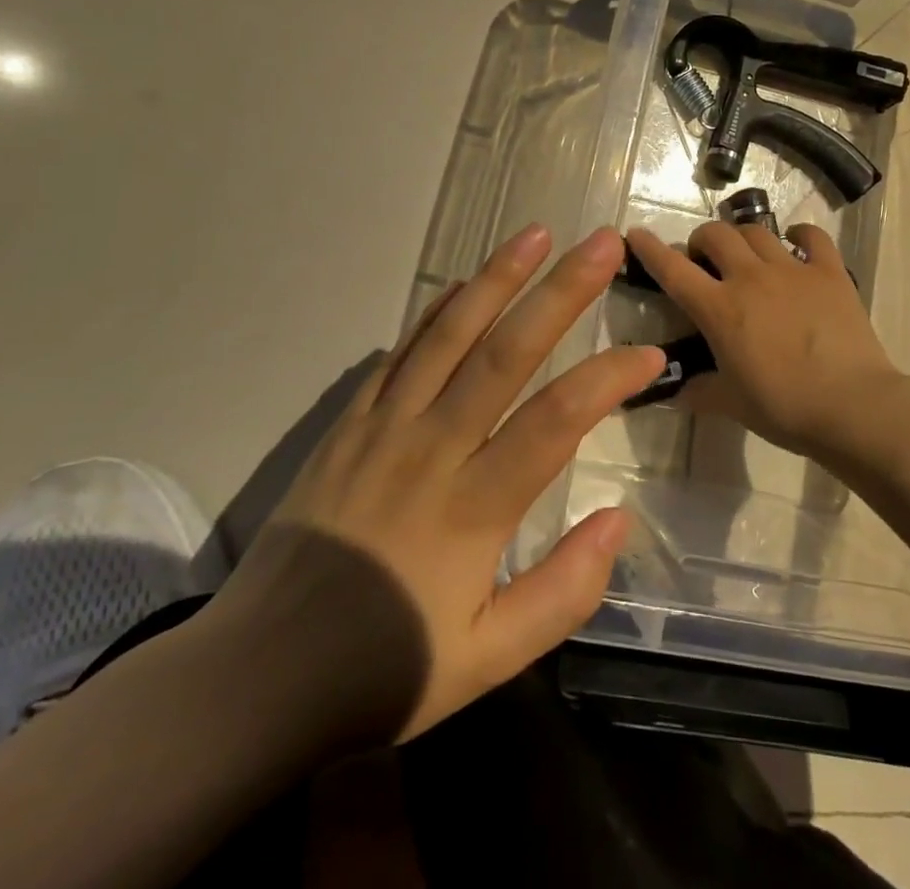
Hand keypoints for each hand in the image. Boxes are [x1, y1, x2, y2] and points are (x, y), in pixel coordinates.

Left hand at [215, 224, 661, 742]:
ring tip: (537, 233)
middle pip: (507, 353)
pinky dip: (437, 313)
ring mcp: (385, 427)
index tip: (651, 355)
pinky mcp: (350, 423)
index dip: (610, 378)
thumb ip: (563, 592)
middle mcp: (432, 449)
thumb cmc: (384, 667)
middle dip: (562, 292)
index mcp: (473, 508)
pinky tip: (465, 285)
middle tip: (604, 243)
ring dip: (498, 279)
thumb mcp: (487, 660)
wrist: (258, 675)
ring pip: (451, 336)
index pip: (558, 420)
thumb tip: (619, 519)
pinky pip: (400, 353)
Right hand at [626, 221, 902, 457]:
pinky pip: (812, 237)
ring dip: (742, 237)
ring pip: (756, 231)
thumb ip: (700, 391)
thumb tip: (675, 393)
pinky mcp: (829, 272)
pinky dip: (799, 234)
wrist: (853, 406)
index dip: (650, 249)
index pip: (673, 270)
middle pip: (716, 235)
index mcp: (720, 309)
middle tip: (704, 260)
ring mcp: (792, 270)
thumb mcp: (732, 403)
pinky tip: (795, 242)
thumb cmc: (785, 408)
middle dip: (702, 240)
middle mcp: (751, 278)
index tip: (635, 234)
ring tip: (744, 254)